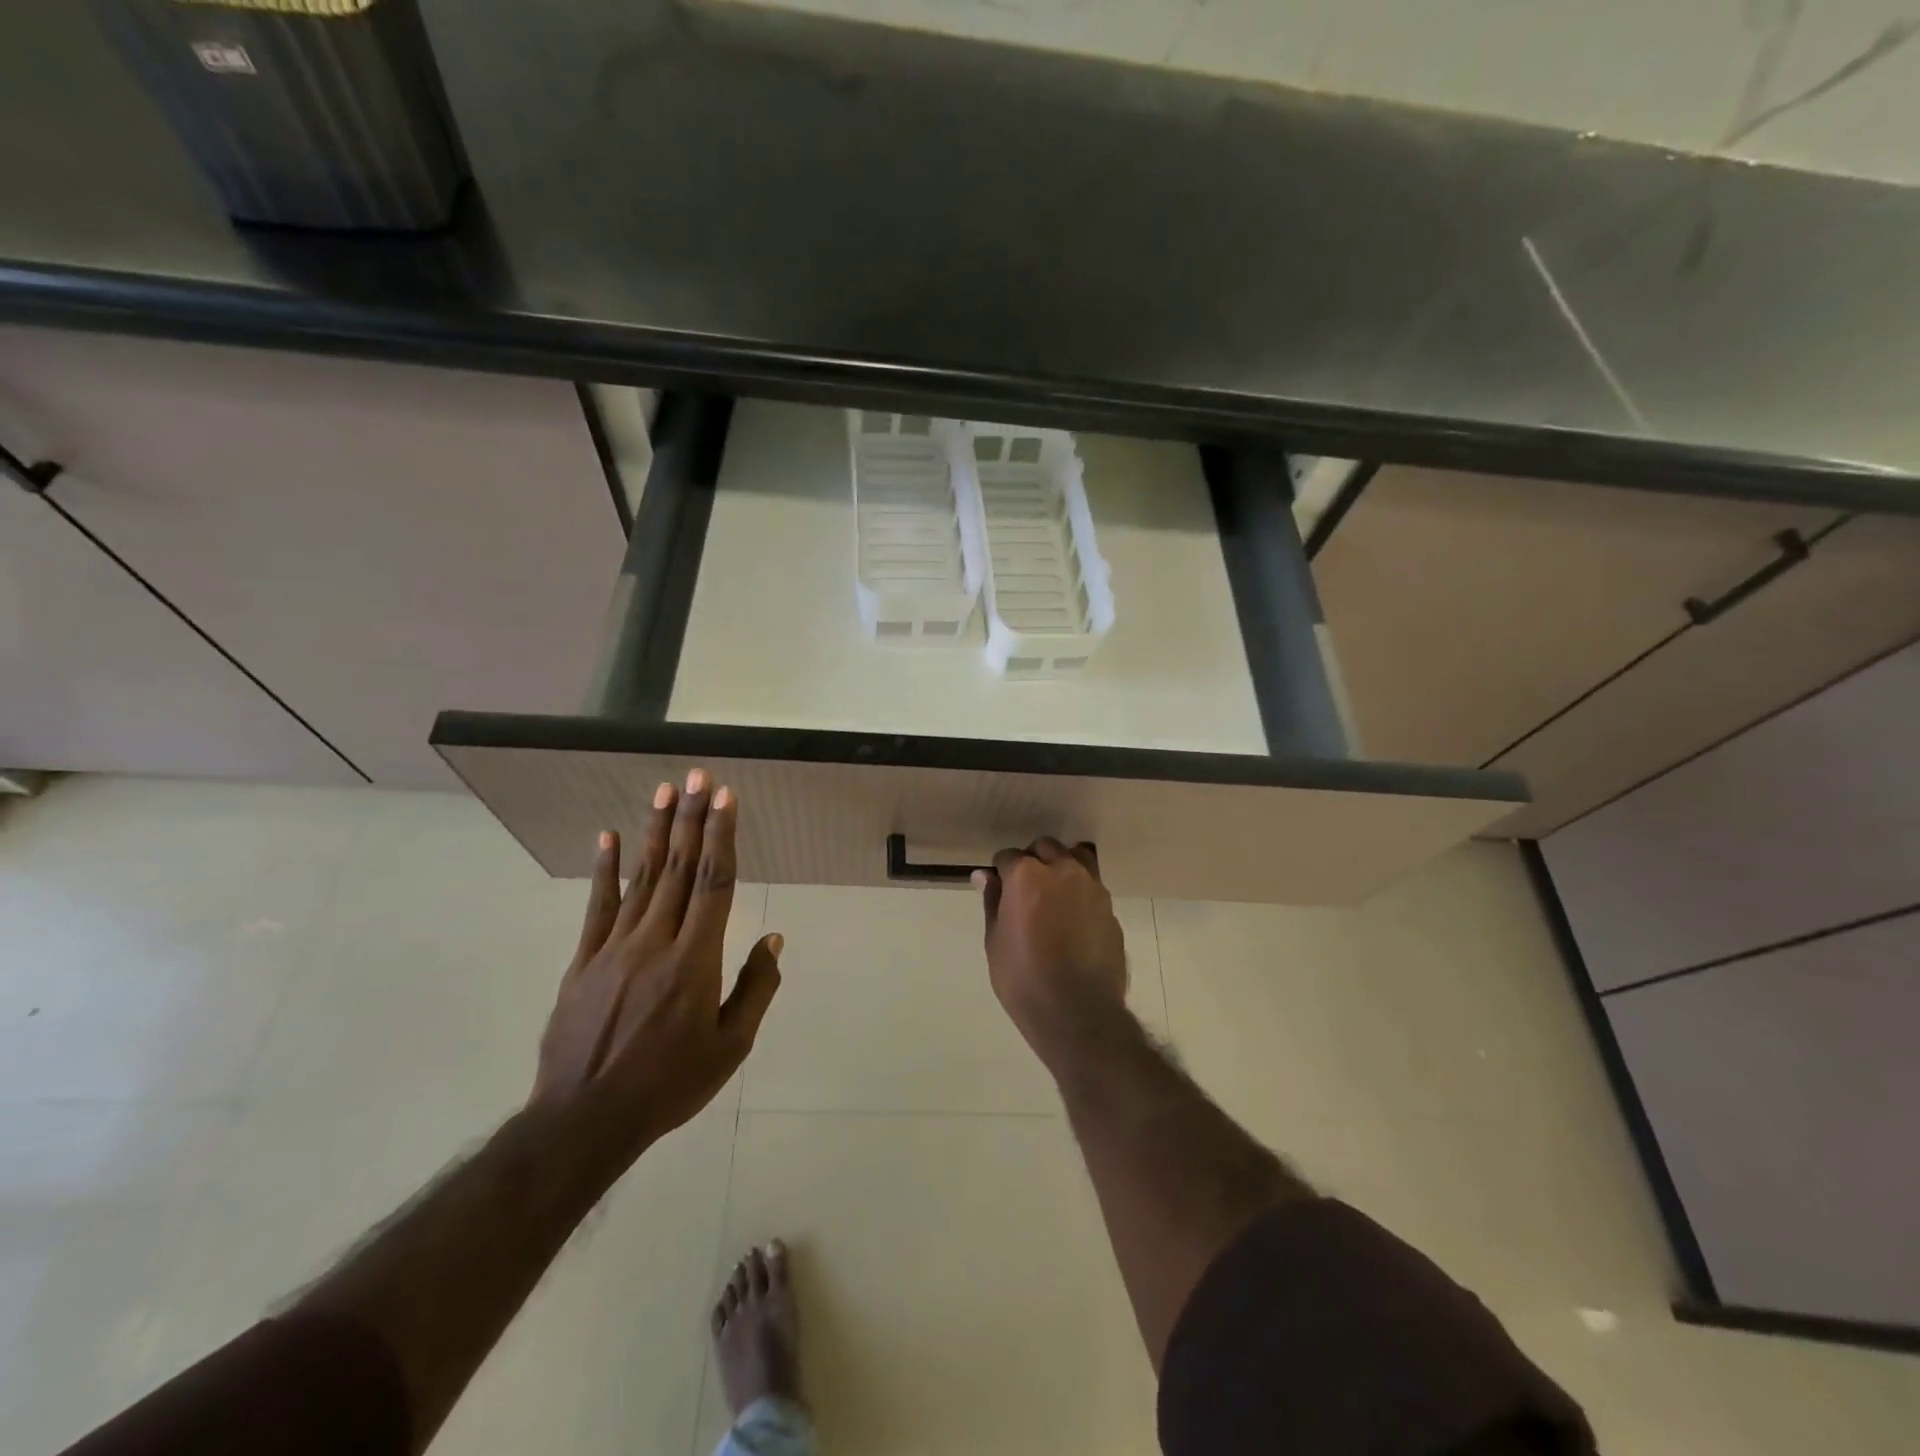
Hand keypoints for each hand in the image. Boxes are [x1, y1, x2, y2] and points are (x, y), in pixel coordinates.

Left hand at [533, 769, 781, 1164]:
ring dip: (654, 832)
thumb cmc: (669, 1084)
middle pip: (678, 868)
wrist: (585, 1119)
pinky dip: (604, 870)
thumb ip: (756, 988)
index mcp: (695, 960)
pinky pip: (597, 906)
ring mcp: (614, 947)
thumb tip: (773, 938)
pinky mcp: (584, 960)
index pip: (714, 884)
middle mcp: (656, 941)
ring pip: (641, 878)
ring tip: (663, 792)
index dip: (721, 837)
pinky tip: (608, 838)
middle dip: (690, 818)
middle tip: (697, 776)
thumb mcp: (730, 1047)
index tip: (725, 799)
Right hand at [974, 838, 1127, 1059]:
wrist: (1078, 1012)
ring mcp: (1092, 888)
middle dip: (1032, 861)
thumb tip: (985, 876)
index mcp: (1027, 875)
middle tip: (1024, 891)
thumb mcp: (995, 941)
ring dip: (1061, 867)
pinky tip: (1073, 921)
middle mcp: (1062, 870)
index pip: (1008, 856)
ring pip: (1076, 858)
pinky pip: (1092, 887)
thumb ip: (992, 901)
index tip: (998, 890)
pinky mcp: (1110, 909)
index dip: (1000, 872)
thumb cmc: (1024, 978)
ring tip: (1053, 895)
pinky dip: (1080, 893)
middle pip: (1045, 848)